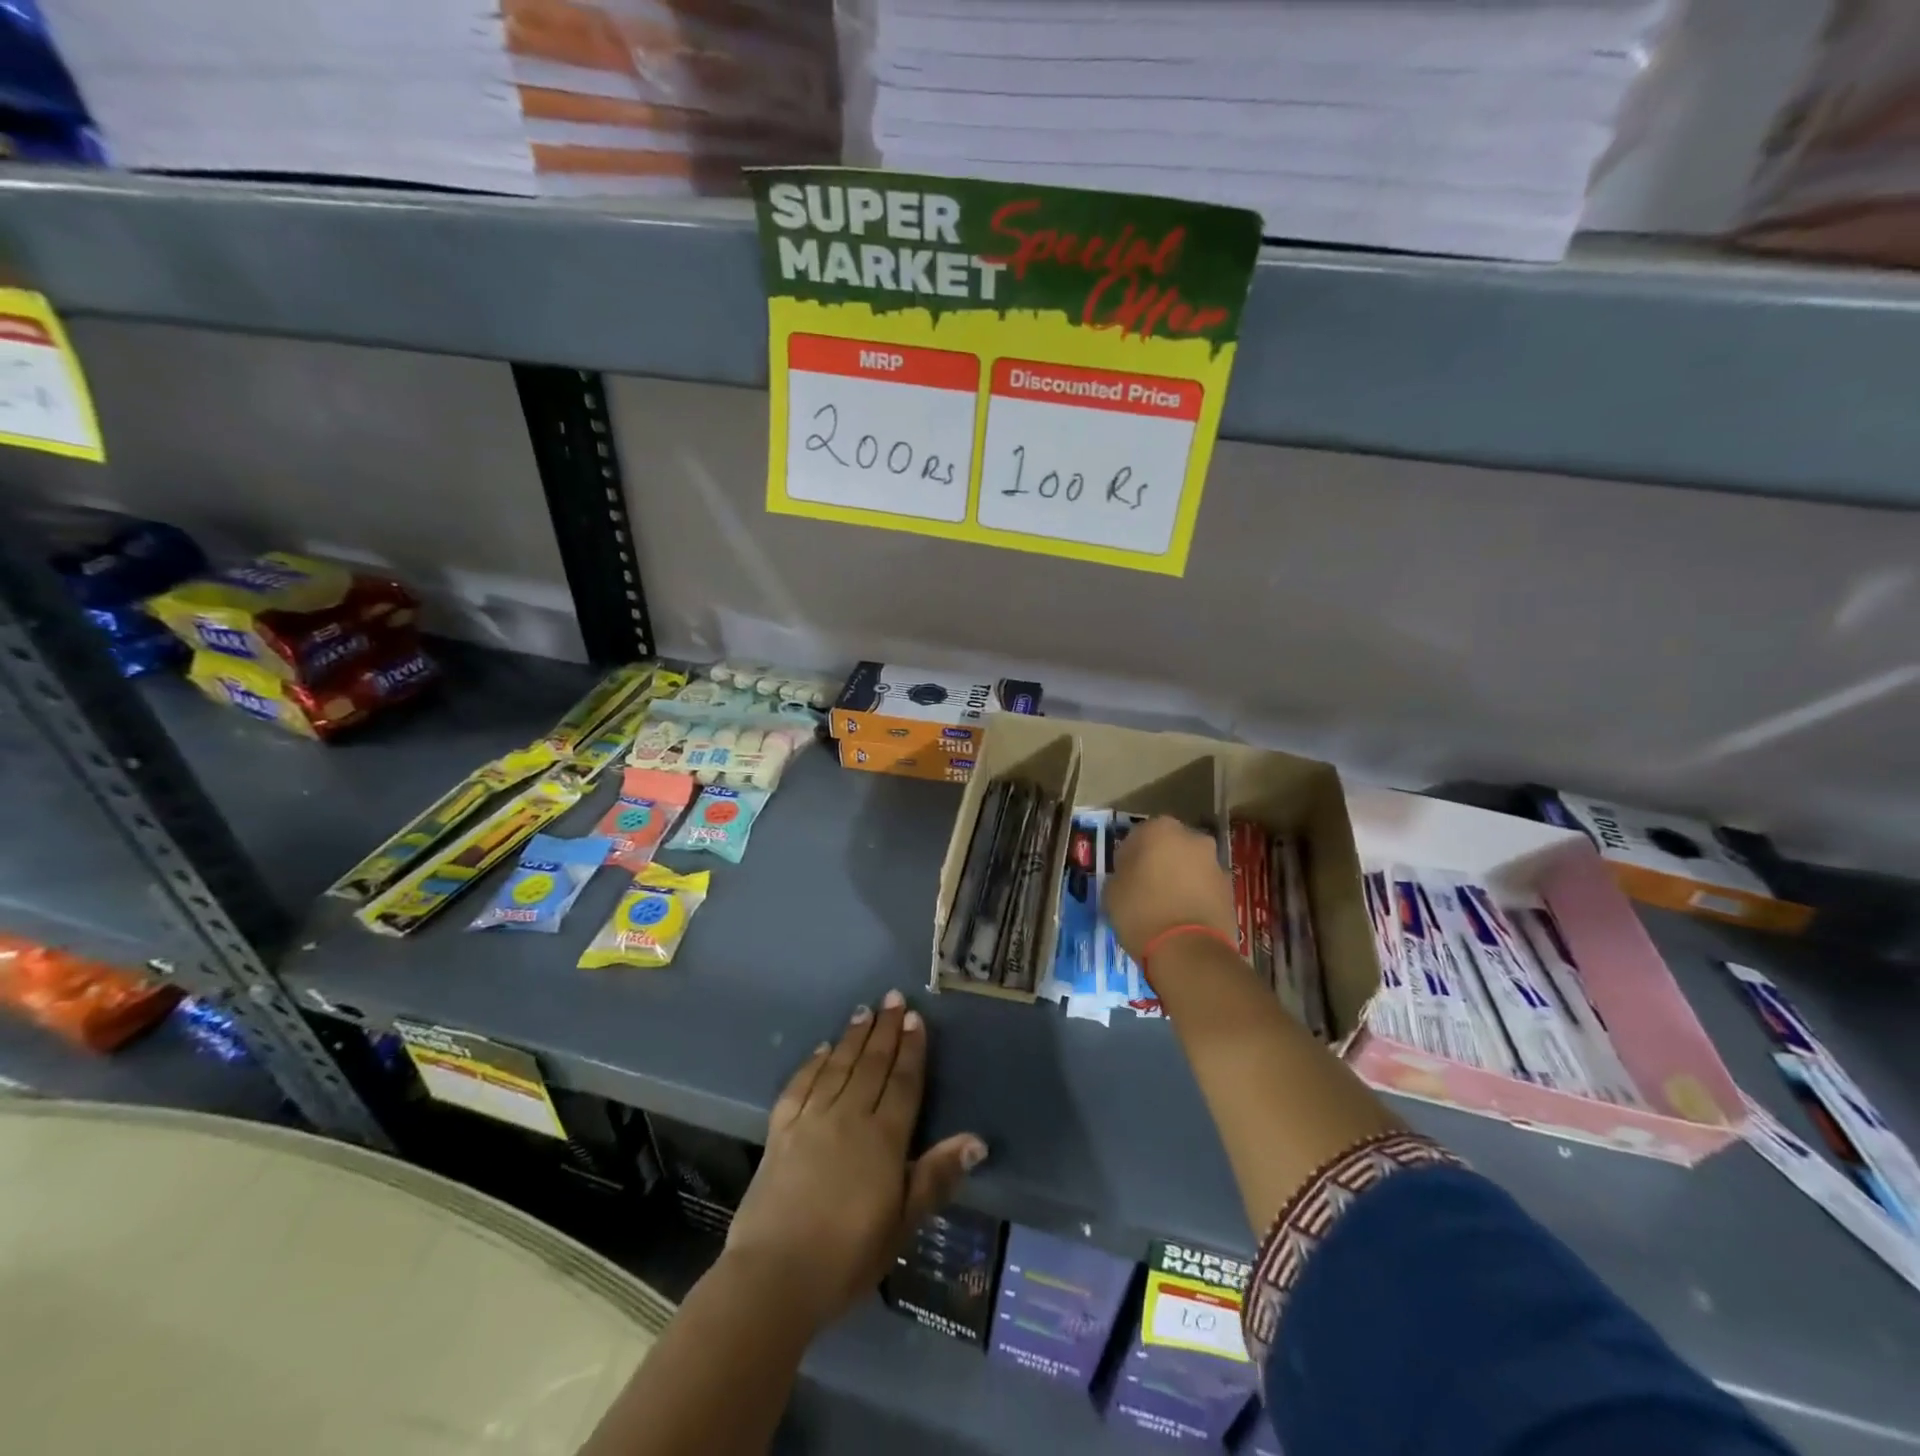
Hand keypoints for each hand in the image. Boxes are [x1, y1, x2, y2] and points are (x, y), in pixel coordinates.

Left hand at [724, 991, 986, 1330]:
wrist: (774, 1276)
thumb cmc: (848, 1256)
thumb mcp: (902, 1224)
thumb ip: (936, 1177)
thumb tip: (977, 1140)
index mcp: (883, 1138)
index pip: (903, 1082)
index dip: (911, 1049)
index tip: (915, 1017)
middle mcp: (849, 1116)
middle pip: (872, 1064)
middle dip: (885, 1029)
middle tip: (893, 998)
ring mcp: (811, 1120)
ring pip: (838, 1066)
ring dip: (853, 1037)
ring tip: (864, 1011)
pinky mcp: (780, 1131)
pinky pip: (799, 1085)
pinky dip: (812, 1063)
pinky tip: (821, 1049)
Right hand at [1106, 817, 1238, 967]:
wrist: (1188, 950)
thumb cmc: (1141, 912)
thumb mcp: (1111, 892)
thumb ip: (1121, 875)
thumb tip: (1130, 877)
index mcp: (1160, 829)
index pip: (1138, 836)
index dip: (1129, 858)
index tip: (1124, 877)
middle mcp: (1192, 838)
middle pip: (1169, 847)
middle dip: (1159, 863)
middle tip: (1145, 889)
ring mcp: (1215, 863)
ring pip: (1190, 866)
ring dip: (1180, 879)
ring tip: (1166, 908)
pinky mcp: (1230, 890)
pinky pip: (1205, 887)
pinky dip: (1195, 897)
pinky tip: (1183, 919)